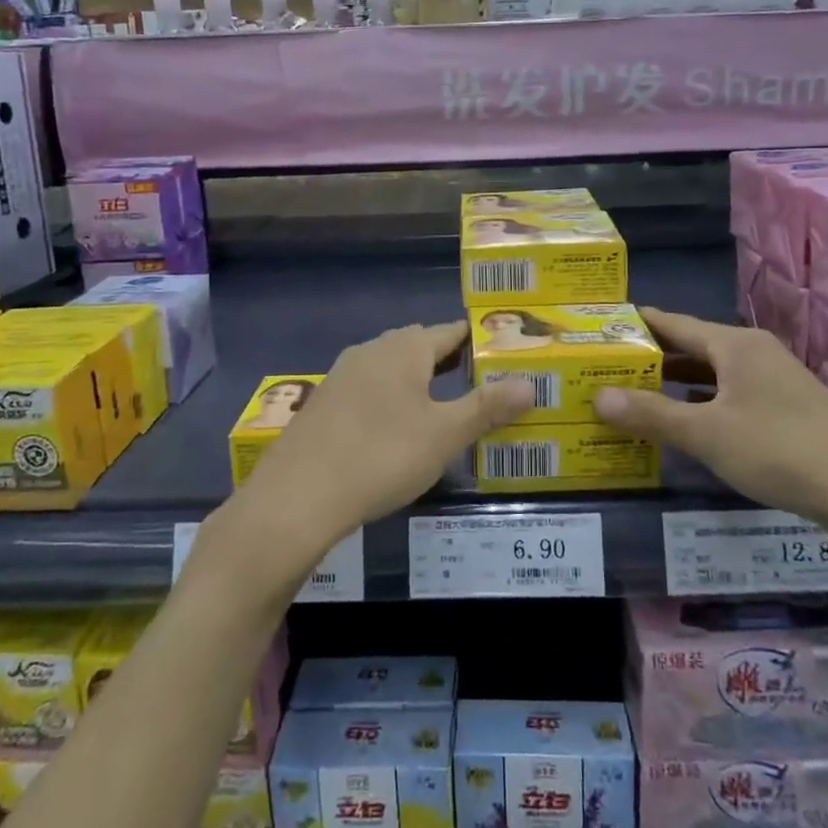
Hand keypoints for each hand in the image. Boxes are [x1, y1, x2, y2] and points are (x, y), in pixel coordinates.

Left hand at [236, 321, 533, 560]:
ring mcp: (342, 375)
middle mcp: (372, 351)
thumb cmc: (382, 455)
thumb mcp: (445, 435)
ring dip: (415, 379)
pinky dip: (388, 398)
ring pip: (389, 366)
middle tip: (475, 379)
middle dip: (446, 358)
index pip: (449, 332)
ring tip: (439, 403)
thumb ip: (487, 407)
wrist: (298, 494)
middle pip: (417, 345)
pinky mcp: (323, 403)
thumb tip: (529, 384)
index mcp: (405, 349)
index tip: (497, 351)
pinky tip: (392, 428)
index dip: (474, 340)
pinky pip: (367, 388)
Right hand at [593, 307, 827, 534]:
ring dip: (677, 380)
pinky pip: (731, 392)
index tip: (602, 325)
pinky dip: (703, 399)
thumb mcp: (706, 434)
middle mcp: (755, 352)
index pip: (673, 323)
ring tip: (636, 391)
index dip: (638, 323)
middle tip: (607, 365)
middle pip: (693, 345)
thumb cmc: (779, 451)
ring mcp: (775, 379)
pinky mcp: (788, 407)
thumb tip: (597, 396)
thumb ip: (652, 414)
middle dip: (652, 356)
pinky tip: (687, 419)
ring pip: (714, 371)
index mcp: (734, 344)